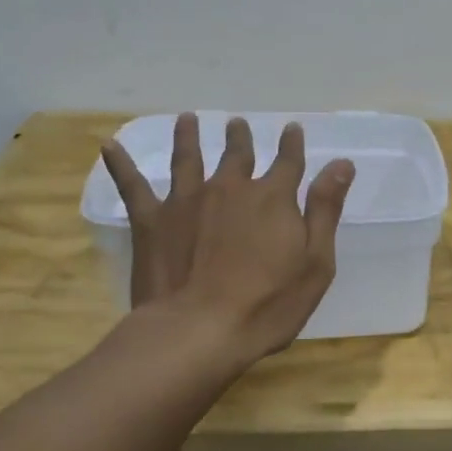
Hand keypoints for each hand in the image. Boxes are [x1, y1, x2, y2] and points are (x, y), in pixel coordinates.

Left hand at [101, 114, 354, 358]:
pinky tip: (110, 146)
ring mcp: (187, 200)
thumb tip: (341, 162)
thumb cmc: (268, 304)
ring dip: (188, 136)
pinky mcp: (152, 220)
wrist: (198, 331)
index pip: (288, 161)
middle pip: (237, 154)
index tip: (292, 129)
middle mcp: (230, 188)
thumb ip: (325, 208)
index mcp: (273, 198)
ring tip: (187, 119)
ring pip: (188, 158)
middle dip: (240, 136)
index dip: (292, 144)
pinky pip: (133, 186)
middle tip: (237, 123)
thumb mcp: (315, 261)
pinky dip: (121, 164)